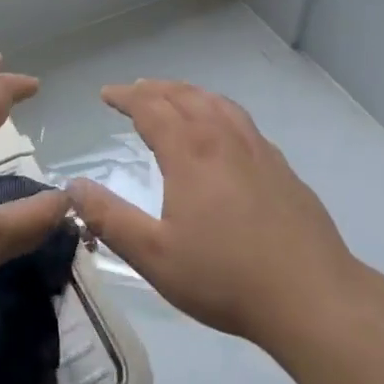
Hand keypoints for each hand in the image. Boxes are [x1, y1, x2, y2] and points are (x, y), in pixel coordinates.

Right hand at [67, 80, 358, 353]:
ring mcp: (256, 147)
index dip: (125, 96)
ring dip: (187, 92)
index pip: (150, 107)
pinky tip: (221, 129)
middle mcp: (222, 137)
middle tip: (133, 92)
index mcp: (190, 151)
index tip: (106, 94)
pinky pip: (240, 119)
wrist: (310, 294)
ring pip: (215, 102)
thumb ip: (110, 219)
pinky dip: (217, 109)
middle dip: (153, 89)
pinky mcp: (279, 165)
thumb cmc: (225, 277)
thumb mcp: (155, 256)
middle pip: (183, 95)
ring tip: (173, 97)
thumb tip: (73, 187)